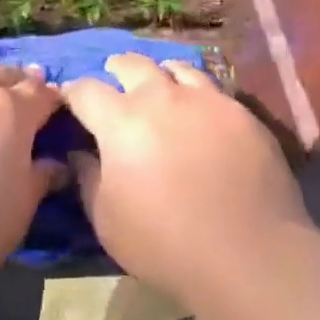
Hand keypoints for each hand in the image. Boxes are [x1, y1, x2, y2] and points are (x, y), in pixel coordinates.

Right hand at [63, 54, 309, 305]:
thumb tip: (81, 152)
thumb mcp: (107, 220)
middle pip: (131, 64)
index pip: (85, 89)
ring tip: (162, 90)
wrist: (250, 256)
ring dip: (161, 76)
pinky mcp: (242, 114)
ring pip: (176, 68)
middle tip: (115, 82)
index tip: (69, 101)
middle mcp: (161, 97)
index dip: (72, 93)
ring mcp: (206, 100)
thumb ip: (88, 178)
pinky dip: (198, 96)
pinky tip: (202, 117)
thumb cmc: (165, 243)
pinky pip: (213, 91)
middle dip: (116, 69)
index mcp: (120, 119)